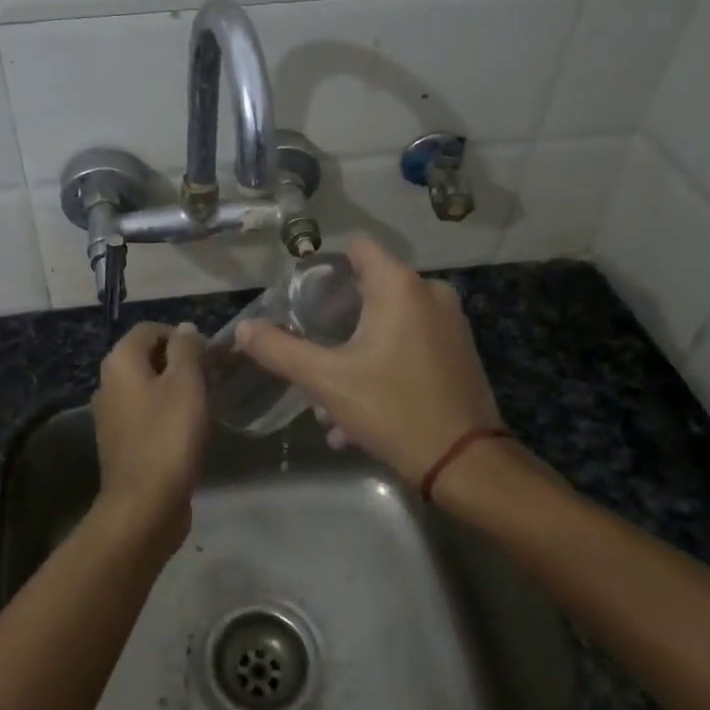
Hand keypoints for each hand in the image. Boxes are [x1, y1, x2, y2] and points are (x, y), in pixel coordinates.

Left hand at [91, 320, 208, 549]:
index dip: (181, 335)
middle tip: (212, 377)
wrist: (144, 505)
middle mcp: (108, 383)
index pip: (150, 329)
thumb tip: (185, 329)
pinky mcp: (121, 442)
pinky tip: (189, 428)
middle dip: (180, 361)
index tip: (209, 355)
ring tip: (206, 402)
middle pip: (147, 357)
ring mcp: (111, 415)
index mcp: (120, 362)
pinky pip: (146, 413)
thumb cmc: (168, 436)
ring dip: (176, 388)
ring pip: (148, 387)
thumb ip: (186, 349)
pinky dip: (167, 412)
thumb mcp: (186, 384)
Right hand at [236, 238, 514, 489]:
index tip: (301, 298)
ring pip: (387, 326)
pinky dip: (381, 369)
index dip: (325, 266)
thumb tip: (244, 328)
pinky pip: (408, 347)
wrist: (464, 462)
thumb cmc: (392, 408)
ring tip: (329, 403)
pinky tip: (358, 416)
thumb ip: (279, 350)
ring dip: (354, 356)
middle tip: (310, 355)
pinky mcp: (459, 353)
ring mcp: (450, 324)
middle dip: (334, 324)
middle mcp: (430, 294)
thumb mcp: (325, 380)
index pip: (357, 247)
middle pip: (368, 290)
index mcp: (400, 287)